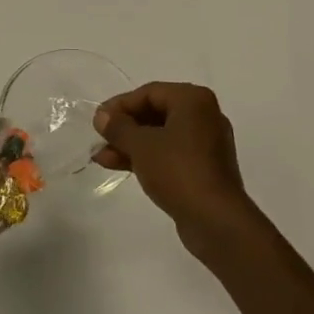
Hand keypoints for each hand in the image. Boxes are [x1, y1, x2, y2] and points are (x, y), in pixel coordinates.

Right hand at [93, 83, 256, 252]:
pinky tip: (119, 166)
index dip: (120, 105)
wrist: (216, 221)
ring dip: (131, 145)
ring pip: (161, 136)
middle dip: (124, 127)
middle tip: (99, 138)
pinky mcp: (203, 168)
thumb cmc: (178, 171)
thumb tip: (101, 116)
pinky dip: (147, 157)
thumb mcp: (142, 146)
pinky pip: (170, 153)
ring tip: (101, 157)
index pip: (150, 92)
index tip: (98, 120)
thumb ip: (119, 127)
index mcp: (193, 100)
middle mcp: (203, 115)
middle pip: (155, 113)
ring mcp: (206, 143)